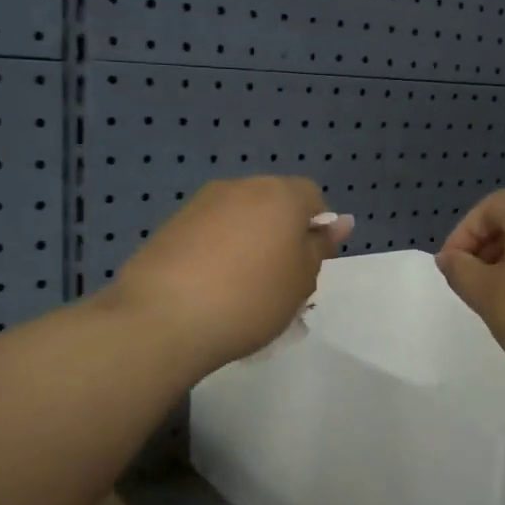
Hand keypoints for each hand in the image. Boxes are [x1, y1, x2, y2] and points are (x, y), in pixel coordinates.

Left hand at [104, 178, 355, 376]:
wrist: (165, 317)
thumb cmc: (251, 299)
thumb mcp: (301, 281)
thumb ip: (319, 247)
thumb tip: (339, 221)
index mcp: (280, 195)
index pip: (312, 196)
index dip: (316, 227)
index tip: (308, 265)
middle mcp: (241, 187)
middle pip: (273, 202)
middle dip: (280, 233)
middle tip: (278, 280)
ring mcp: (201, 204)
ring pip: (239, 217)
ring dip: (247, 242)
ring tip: (240, 289)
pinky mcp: (170, 225)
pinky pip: (208, 232)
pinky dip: (216, 252)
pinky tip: (209, 288)